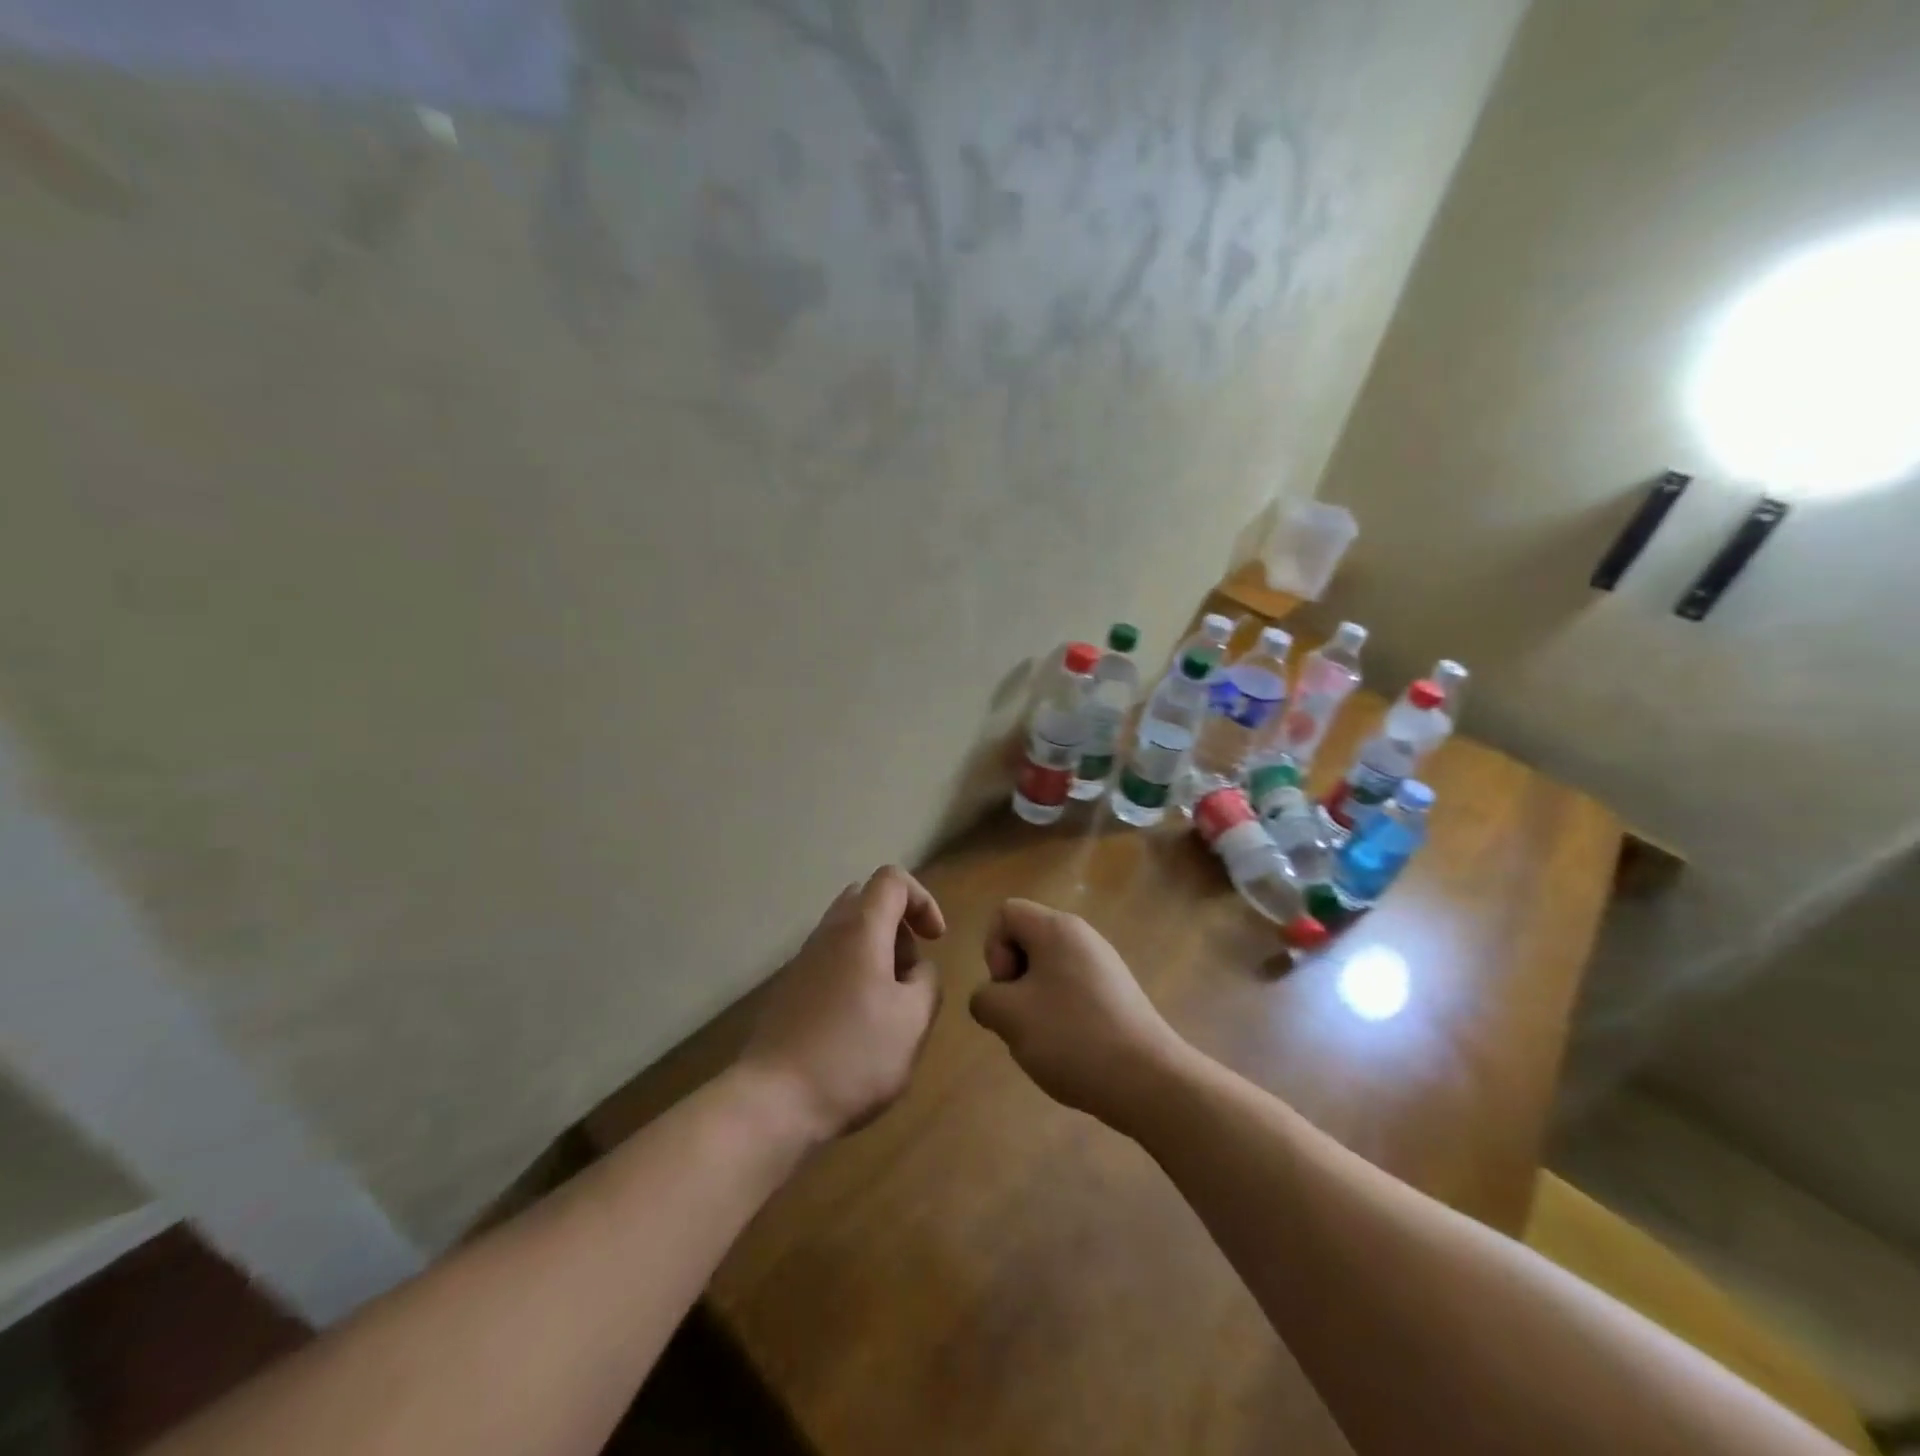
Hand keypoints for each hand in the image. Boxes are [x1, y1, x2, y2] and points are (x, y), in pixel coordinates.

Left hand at [739, 866, 945, 1142]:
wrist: (773, 1101)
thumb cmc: (853, 1056)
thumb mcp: (913, 1021)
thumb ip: (927, 982)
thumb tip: (917, 970)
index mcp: (861, 929)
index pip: (893, 879)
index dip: (923, 900)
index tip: (936, 940)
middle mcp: (828, 932)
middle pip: (868, 900)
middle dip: (899, 927)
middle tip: (910, 972)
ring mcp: (804, 959)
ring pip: (848, 931)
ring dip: (877, 953)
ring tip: (889, 1004)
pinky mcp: (790, 987)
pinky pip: (831, 959)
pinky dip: (854, 973)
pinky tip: (859, 1023)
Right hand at [968, 899, 1190, 1133]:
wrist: (1148, 1080)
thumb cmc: (1072, 1037)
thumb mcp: (1009, 1017)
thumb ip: (985, 999)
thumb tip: (992, 1000)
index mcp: (1057, 928)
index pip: (1006, 913)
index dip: (993, 949)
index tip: (1008, 988)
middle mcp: (1083, 936)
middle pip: (1027, 940)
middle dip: (1012, 979)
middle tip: (1021, 1018)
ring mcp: (1105, 964)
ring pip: (1048, 970)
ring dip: (1034, 1001)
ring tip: (1044, 1039)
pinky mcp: (1118, 993)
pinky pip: (1073, 989)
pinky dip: (1061, 1013)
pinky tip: (1070, 1048)